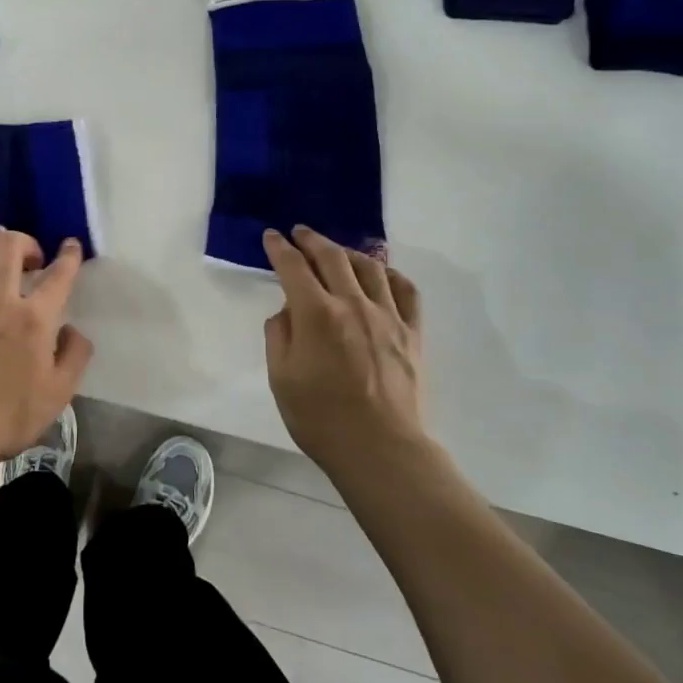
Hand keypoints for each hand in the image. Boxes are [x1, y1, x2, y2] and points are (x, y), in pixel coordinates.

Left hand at [0, 227, 93, 466]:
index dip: (69, 256)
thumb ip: (75, 355)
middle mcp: (0, 299)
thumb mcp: (60, 392)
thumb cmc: (9, 415)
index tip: (71, 246)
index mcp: (35, 318)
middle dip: (25, 241)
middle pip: (10, 248)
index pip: (59, 276)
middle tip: (32, 258)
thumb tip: (72, 329)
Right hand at [263, 226, 428, 472]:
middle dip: (311, 240)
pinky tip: (381, 275)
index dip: (278, 248)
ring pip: (370, 267)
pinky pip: (405, 290)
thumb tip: (287, 311)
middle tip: (299, 233)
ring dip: (348, 251)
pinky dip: (390, 274)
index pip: (293, 267)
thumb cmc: (320, 417)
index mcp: (316, 314)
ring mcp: (388, 316)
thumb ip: (279, 335)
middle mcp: (353, 304)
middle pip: (332, 257)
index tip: (271, 237)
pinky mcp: (412, 332)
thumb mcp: (281, 377)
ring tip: (337, 251)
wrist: (380, 449)